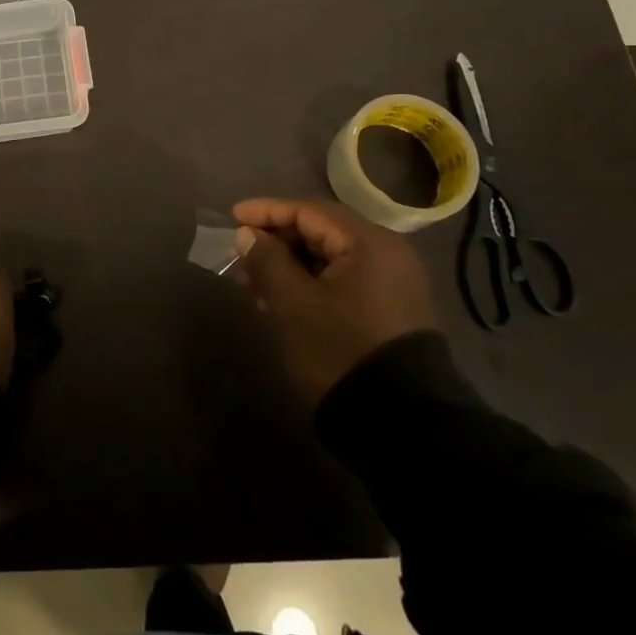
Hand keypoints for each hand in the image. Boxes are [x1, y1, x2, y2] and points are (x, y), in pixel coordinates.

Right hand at [231, 198, 436, 399]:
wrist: (402, 423)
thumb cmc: (341, 349)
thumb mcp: (294, 303)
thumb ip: (266, 260)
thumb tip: (247, 234)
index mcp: (368, 242)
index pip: (308, 211)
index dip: (267, 212)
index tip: (233, 218)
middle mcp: (386, 253)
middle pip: (320, 231)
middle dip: (277, 242)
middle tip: (241, 255)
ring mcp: (391, 282)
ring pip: (329, 258)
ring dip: (289, 265)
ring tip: (253, 283)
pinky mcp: (389, 309)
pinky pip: (342, 280)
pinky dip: (310, 283)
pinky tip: (281, 301)